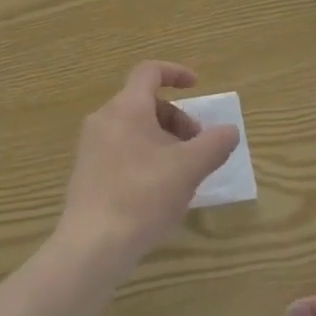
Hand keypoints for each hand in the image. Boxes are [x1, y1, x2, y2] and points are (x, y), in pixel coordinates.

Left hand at [54, 61, 240, 279]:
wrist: (93, 243)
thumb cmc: (143, 196)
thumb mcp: (189, 169)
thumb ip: (214, 144)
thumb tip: (230, 130)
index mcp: (127, 107)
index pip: (149, 71)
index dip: (175, 72)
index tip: (196, 87)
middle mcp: (104, 118)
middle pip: (144, 102)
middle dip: (176, 118)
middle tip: (197, 147)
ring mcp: (91, 145)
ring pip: (133, 127)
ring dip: (162, 139)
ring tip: (181, 172)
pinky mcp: (86, 170)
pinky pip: (120, 148)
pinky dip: (144, 155)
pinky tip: (157, 190)